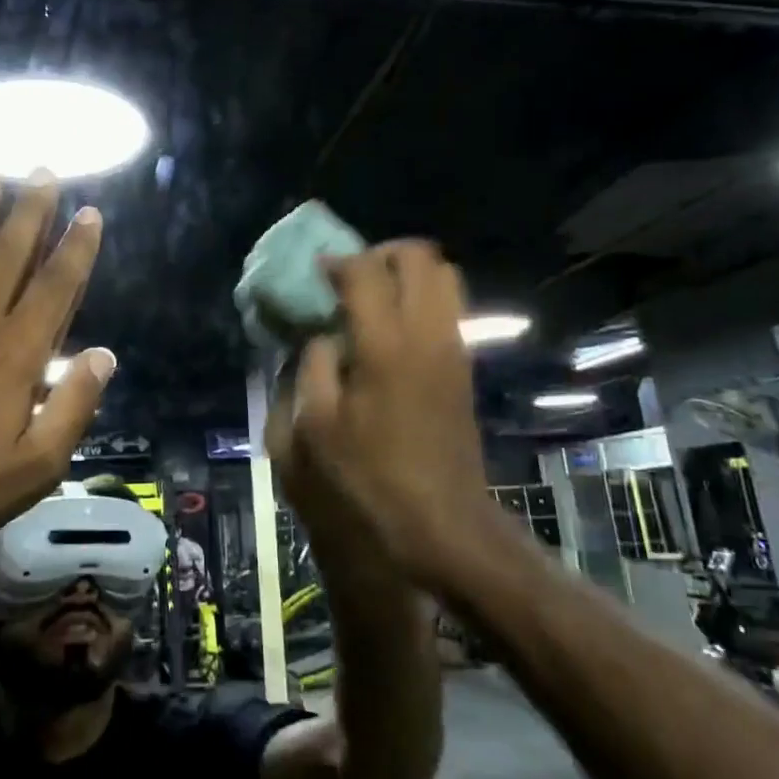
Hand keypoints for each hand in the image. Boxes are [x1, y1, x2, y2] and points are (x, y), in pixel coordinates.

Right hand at [267, 241, 490, 583]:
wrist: (440, 524)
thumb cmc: (368, 481)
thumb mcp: (314, 428)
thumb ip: (313, 367)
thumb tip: (323, 337)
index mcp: (385, 346)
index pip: (366, 270)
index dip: (337, 263)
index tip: (316, 275)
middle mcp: (427, 334)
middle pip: (420, 256)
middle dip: (381, 254)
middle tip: (350, 278)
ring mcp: (454, 348)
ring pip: (444, 276)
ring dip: (407, 274)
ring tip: (372, 299)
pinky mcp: (464, 367)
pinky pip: (450, 308)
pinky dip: (422, 299)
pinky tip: (391, 331)